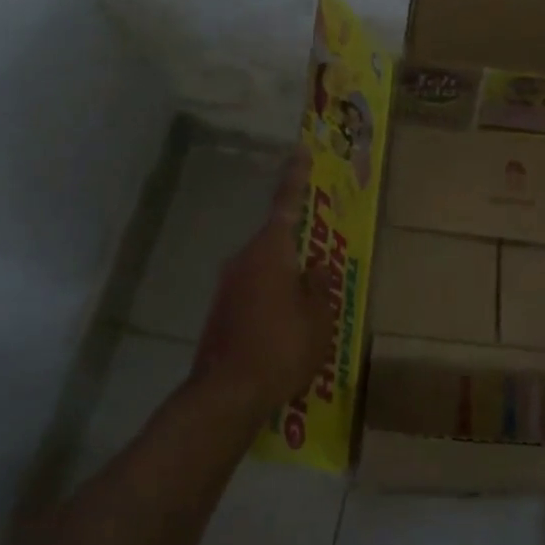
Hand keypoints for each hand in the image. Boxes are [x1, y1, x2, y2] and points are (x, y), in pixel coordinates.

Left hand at [191, 149, 334, 414]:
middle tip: (322, 247)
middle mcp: (244, 260)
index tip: (299, 150)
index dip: (295, 177)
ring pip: (265, 267)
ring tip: (310, 297)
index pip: (286, 204)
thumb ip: (320, 286)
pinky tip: (287, 323)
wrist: (226, 394)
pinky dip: (272, 295)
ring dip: (286, 274)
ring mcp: (228, 286)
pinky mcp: (221, 310)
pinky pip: (254, 290)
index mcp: (271, 252)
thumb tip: (317, 267)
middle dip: (299, 241)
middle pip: (275, 238)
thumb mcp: (318, 318)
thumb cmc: (281, 347)